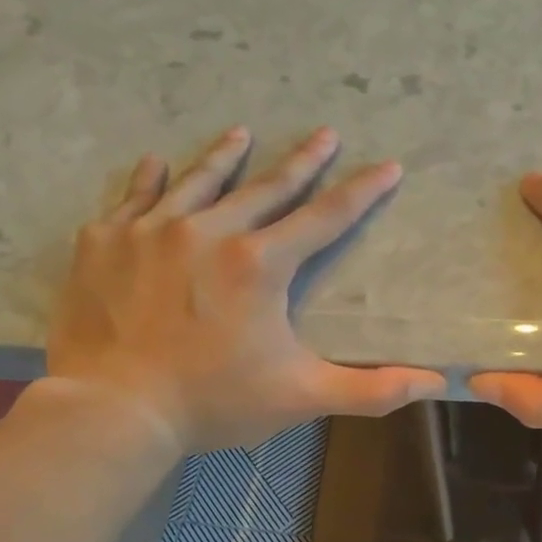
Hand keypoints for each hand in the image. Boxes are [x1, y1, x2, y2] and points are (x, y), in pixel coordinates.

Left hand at [42, 125, 444, 454]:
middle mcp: (207, 232)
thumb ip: (371, 389)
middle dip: (301, 161)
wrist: (113, 409)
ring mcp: (150, 231)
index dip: (361, 192)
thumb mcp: (301, 397)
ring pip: (197, 182)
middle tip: (324, 132)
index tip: (388, 166)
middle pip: (265, 188)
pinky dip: (148, 180)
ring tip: (241, 133)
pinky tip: (156, 164)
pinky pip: (132, 199)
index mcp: (259, 264)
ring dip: (224, 157)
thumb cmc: (213, 402)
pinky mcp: (105, 243)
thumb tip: (436, 383)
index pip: (324, 218)